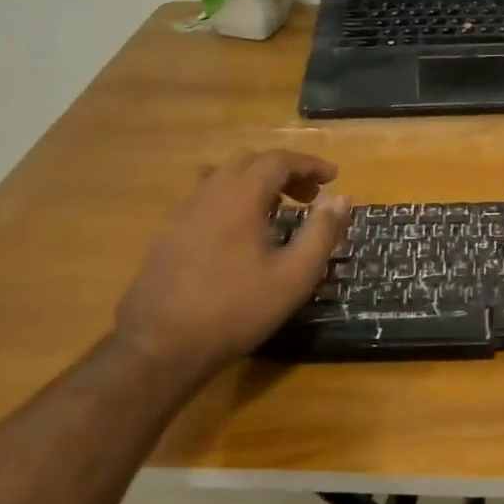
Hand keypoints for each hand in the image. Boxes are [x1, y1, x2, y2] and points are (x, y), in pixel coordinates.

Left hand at [114, 150, 348, 366]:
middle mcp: (208, 192)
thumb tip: (341, 199)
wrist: (162, 343)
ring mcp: (182, 211)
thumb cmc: (237, 309)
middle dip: (284, 172)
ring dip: (254, 182)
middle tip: (310, 198)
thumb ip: (321, 233)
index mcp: (241, 196)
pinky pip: (203, 197)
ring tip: (275, 209)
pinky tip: (238, 232)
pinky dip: (230, 198)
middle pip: (249, 161)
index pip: (278, 160)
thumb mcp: (294, 276)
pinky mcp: (167, 232)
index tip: (333, 177)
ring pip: (222, 176)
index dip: (309, 164)